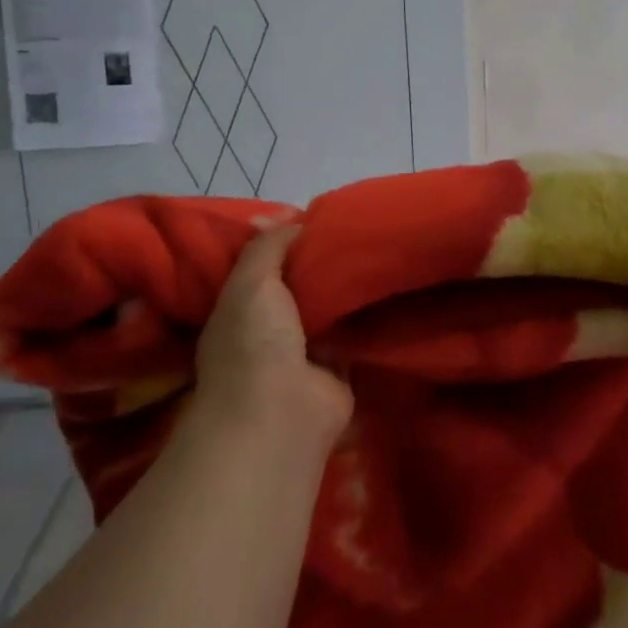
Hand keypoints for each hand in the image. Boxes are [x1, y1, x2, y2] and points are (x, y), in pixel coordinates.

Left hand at [192, 222, 353, 446]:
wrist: (282, 411)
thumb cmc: (255, 341)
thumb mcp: (251, 280)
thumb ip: (268, 247)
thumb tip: (290, 218)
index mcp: (240, 308)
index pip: (262, 266)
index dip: (284, 241)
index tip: (314, 216)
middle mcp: (270, 329)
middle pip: (298, 285)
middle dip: (319, 262)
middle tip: (353, 229)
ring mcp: (304, 352)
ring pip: (327, 309)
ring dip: (345, 289)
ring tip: (375, 250)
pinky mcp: (338, 370)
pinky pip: (354, 334)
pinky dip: (366, 318)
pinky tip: (387, 287)